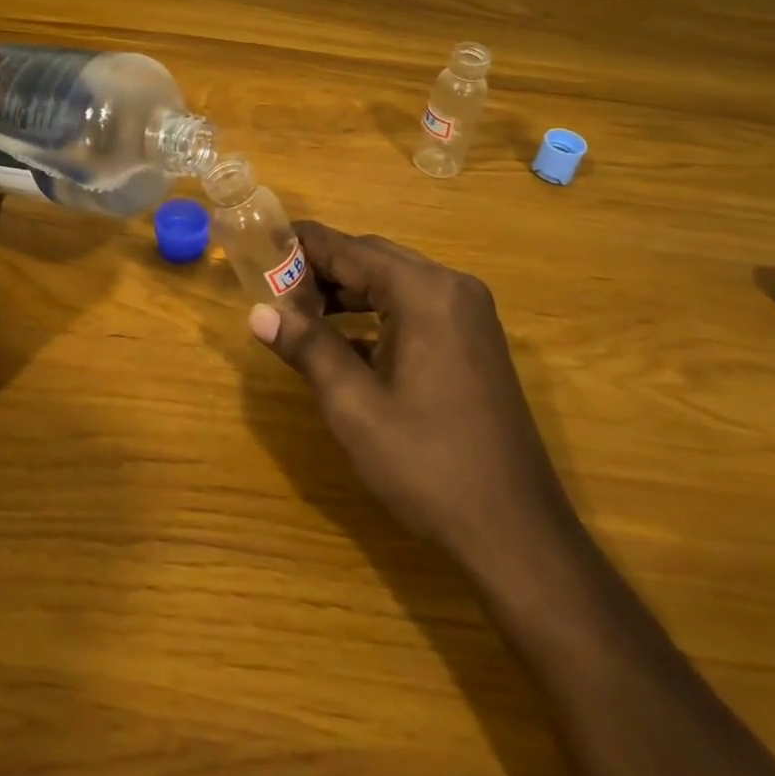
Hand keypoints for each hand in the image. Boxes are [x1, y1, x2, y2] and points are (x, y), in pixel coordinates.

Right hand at [248, 222, 571, 572]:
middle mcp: (452, 288)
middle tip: (274, 287)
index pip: (350, 249)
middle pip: (375, 259)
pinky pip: (417, 308)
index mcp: (424, 293)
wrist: (515, 530)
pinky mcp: (475, 340)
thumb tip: (259, 312)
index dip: (303, 245)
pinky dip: (378, 314)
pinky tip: (345, 341)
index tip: (261, 245)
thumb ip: (308, 347)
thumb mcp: (355, 406)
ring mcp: (469, 314)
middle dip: (324, 269)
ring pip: (396, 283)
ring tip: (300, 312)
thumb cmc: (427, 464)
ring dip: (349, 292)